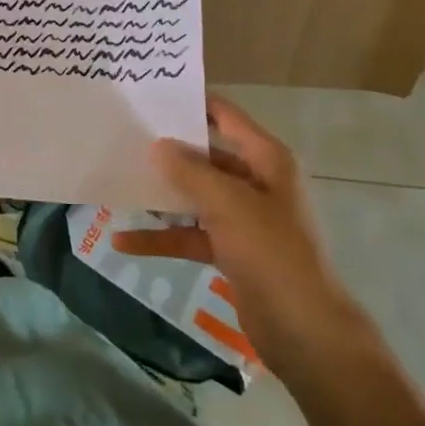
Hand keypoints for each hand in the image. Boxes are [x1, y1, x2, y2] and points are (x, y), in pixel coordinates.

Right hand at [113, 95, 360, 375]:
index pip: (228, 118)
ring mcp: (244, 219)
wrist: (305, 331)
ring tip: (119, 183)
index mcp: (267, 160)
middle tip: (126, 137)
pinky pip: (191, 235)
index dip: (195, 104)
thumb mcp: (228, 203)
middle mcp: (257, 183)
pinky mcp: (232, 252)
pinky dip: (162, 237)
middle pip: (207, 157)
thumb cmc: (272, 252)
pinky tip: (124, 242)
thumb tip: (159, 145)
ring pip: (196, 197)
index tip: (154, 94)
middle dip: (170, 152)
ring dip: (162, 195)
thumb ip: (190, 171)